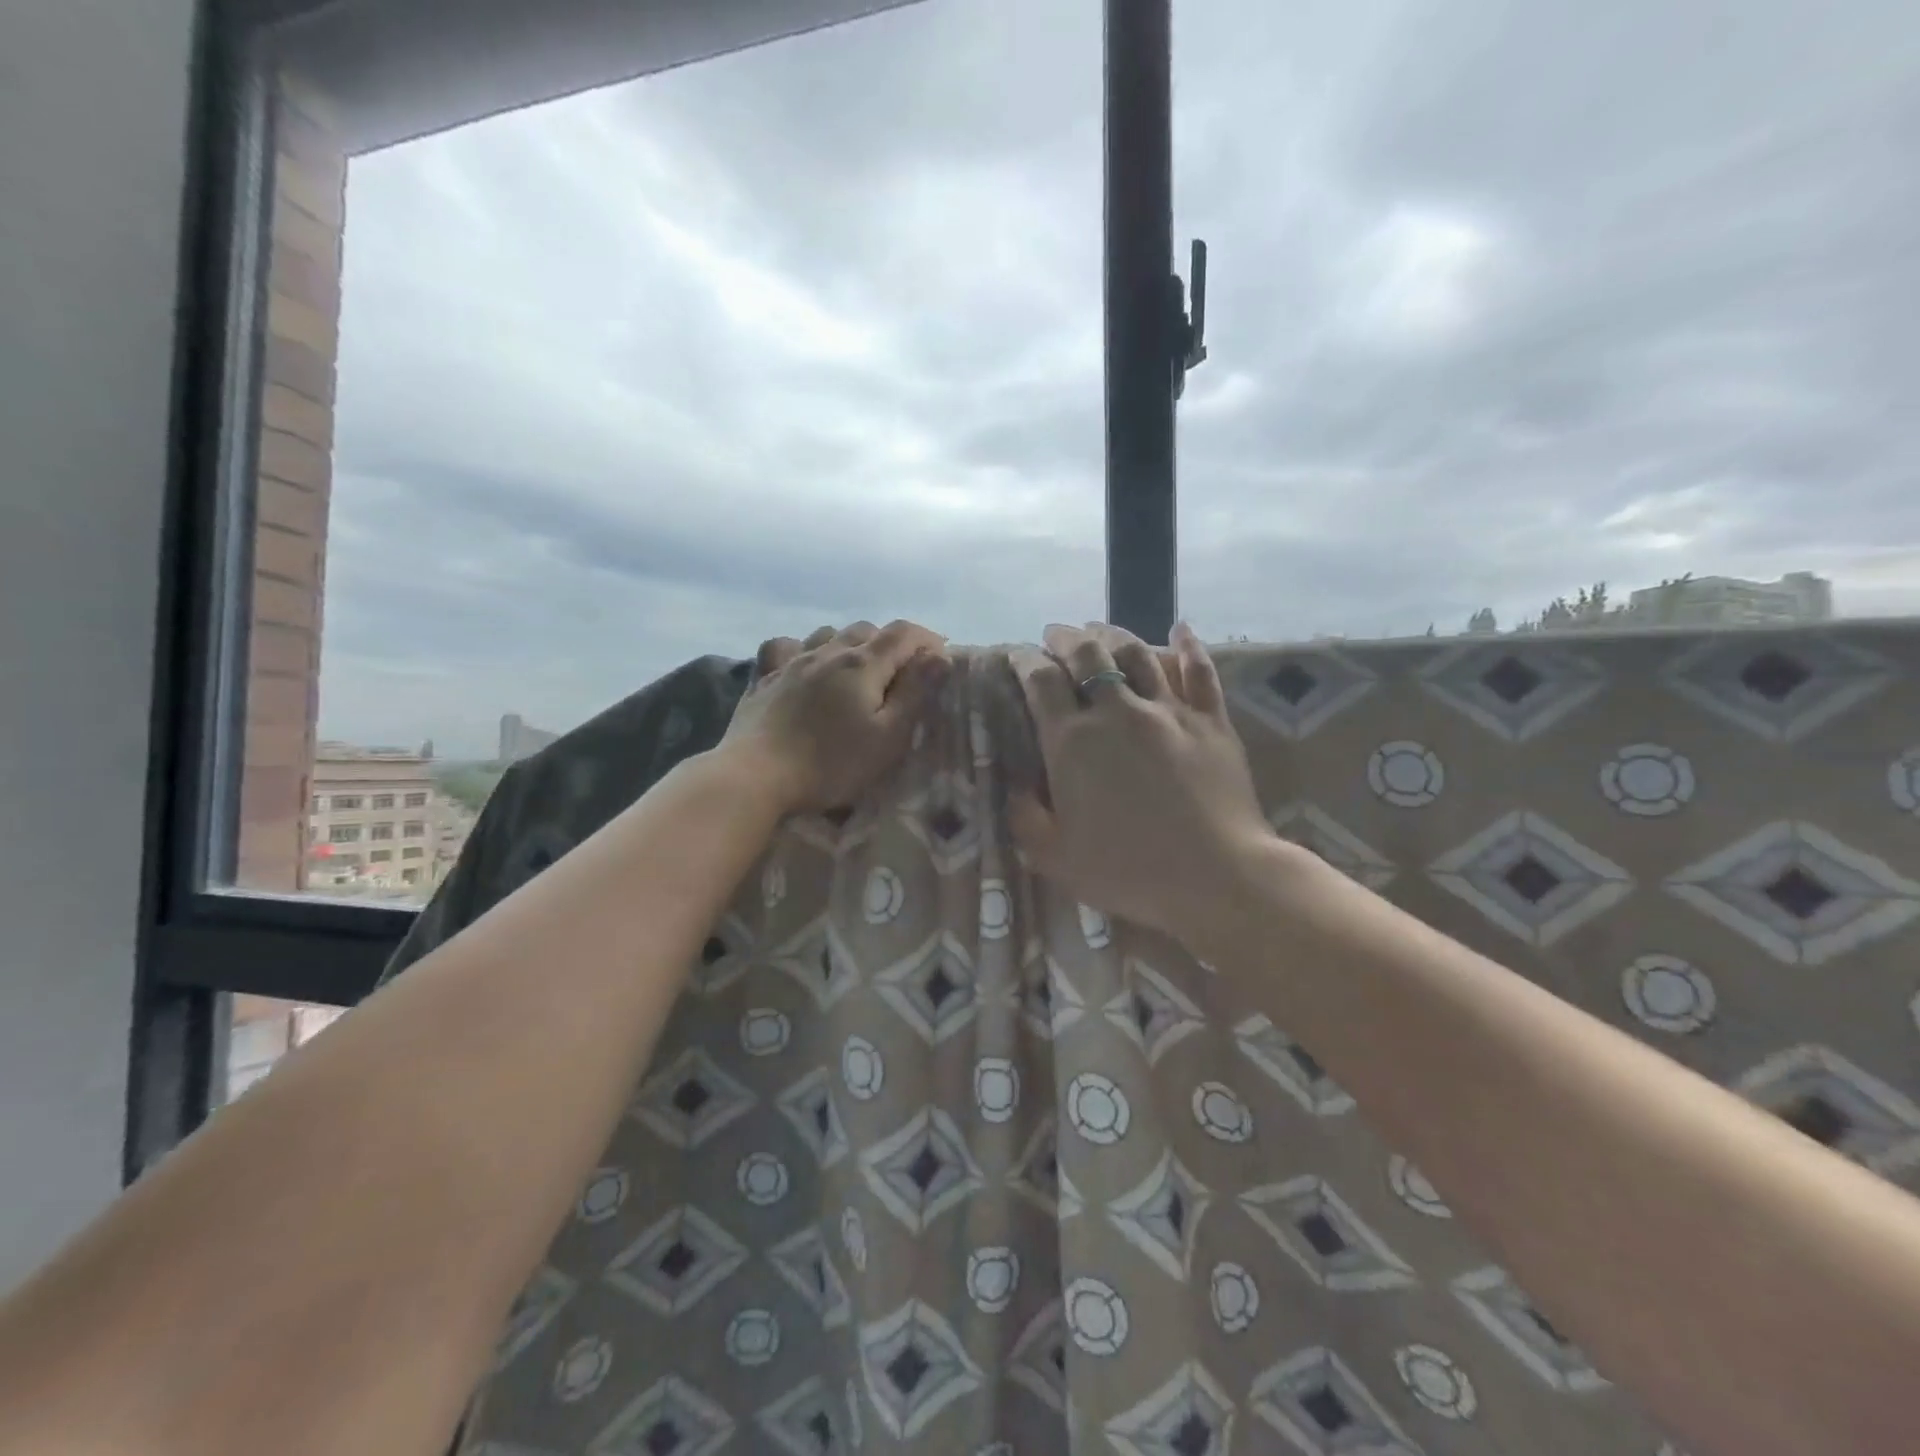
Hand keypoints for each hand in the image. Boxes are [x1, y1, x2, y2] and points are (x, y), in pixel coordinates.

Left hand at [721, 620, 949, 814]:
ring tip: (859, 669)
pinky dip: (803, 649)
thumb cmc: (831, 764)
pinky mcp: (763, 677)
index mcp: (863, 664)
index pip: (904, 633)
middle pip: (868, 629)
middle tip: (904, 673)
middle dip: (893, 644)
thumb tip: (939, 656)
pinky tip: (804, 664)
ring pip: (829, 633)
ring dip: (851, 643)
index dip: (928, 639)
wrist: (756, 776)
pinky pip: (786, 646)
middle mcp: (828, 651)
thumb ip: (915, 693)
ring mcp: (792, 661)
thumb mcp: (888, 737)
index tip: (941, 659)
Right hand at [1008, 621, 1273, 943]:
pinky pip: (1199, 671)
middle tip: (1056, 635)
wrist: (1216, 877)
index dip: (1024, 660)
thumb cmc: (1129, 871)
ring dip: (1113, 634)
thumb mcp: (1055, 857)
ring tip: (1100, 630)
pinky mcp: (1210, 720)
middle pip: (1086, 653)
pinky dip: (1188, 646)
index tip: (1017, 655)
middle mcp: (1117, 712)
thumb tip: (1015, 787)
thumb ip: (1026, 818)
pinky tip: (1181, 629)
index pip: (1040, 681)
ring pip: (1136, 652)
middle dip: (1065, 638)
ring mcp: (1168, 710)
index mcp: (1072, 742)